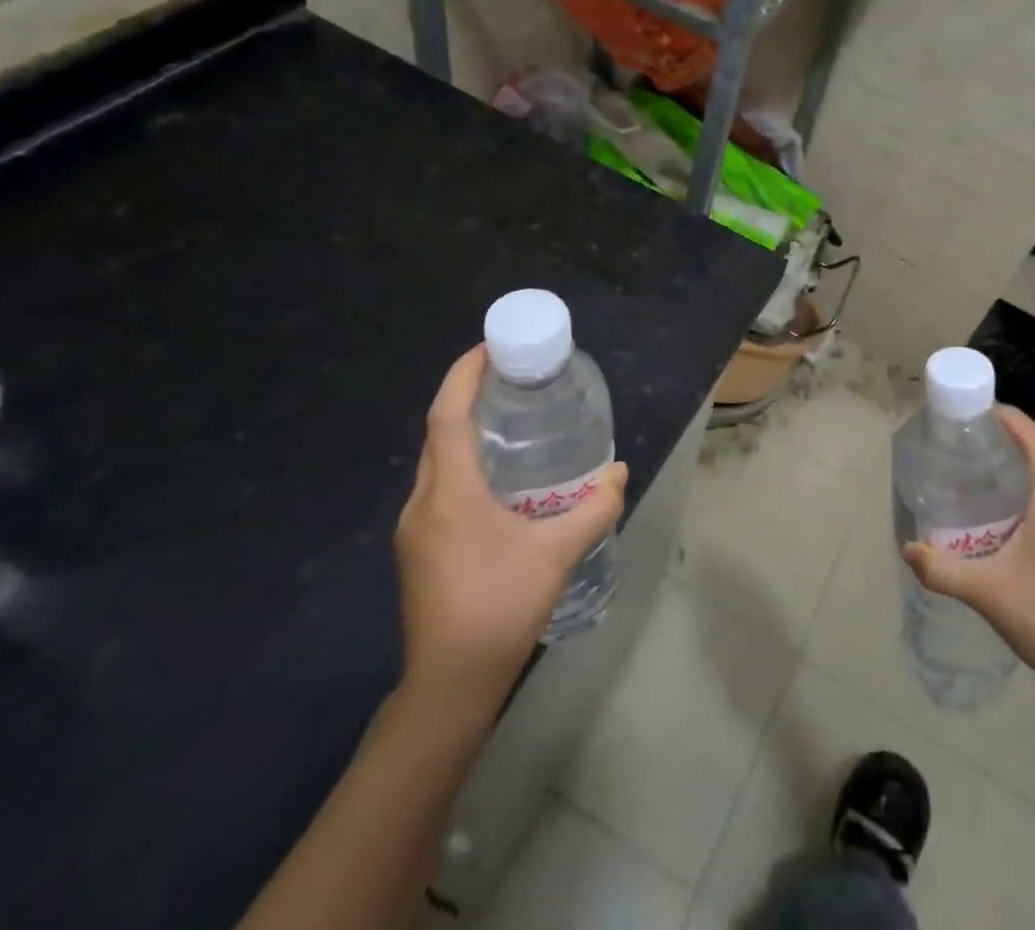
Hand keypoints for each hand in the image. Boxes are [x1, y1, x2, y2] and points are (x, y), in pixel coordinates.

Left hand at [393, 345, 626, 716]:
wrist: (450, 686)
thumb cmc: (500, 607)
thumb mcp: (557, 554)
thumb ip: (594, 509)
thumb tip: (619, 474)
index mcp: (450, 493)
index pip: (447, 416)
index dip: (463, 376)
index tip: (487, 349)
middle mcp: (423, 503)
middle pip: (438, 434)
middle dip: (464, 397)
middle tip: (506, 379)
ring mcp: (415, 531)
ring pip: (435, 463)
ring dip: (462, 433)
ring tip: (504, 421)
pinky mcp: (418, 552)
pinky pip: (437, 489)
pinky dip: (460, 466)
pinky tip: (494, 482)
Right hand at [901, 406, 1034, 693]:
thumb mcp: (986, 592)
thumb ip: (943, 570)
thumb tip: (908, 549)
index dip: (1014, 422)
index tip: (985, 409)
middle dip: (1004, 450)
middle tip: (965, 448)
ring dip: (1012, 482)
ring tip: (973, 485)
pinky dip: (1020, 508)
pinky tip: (995, 532)